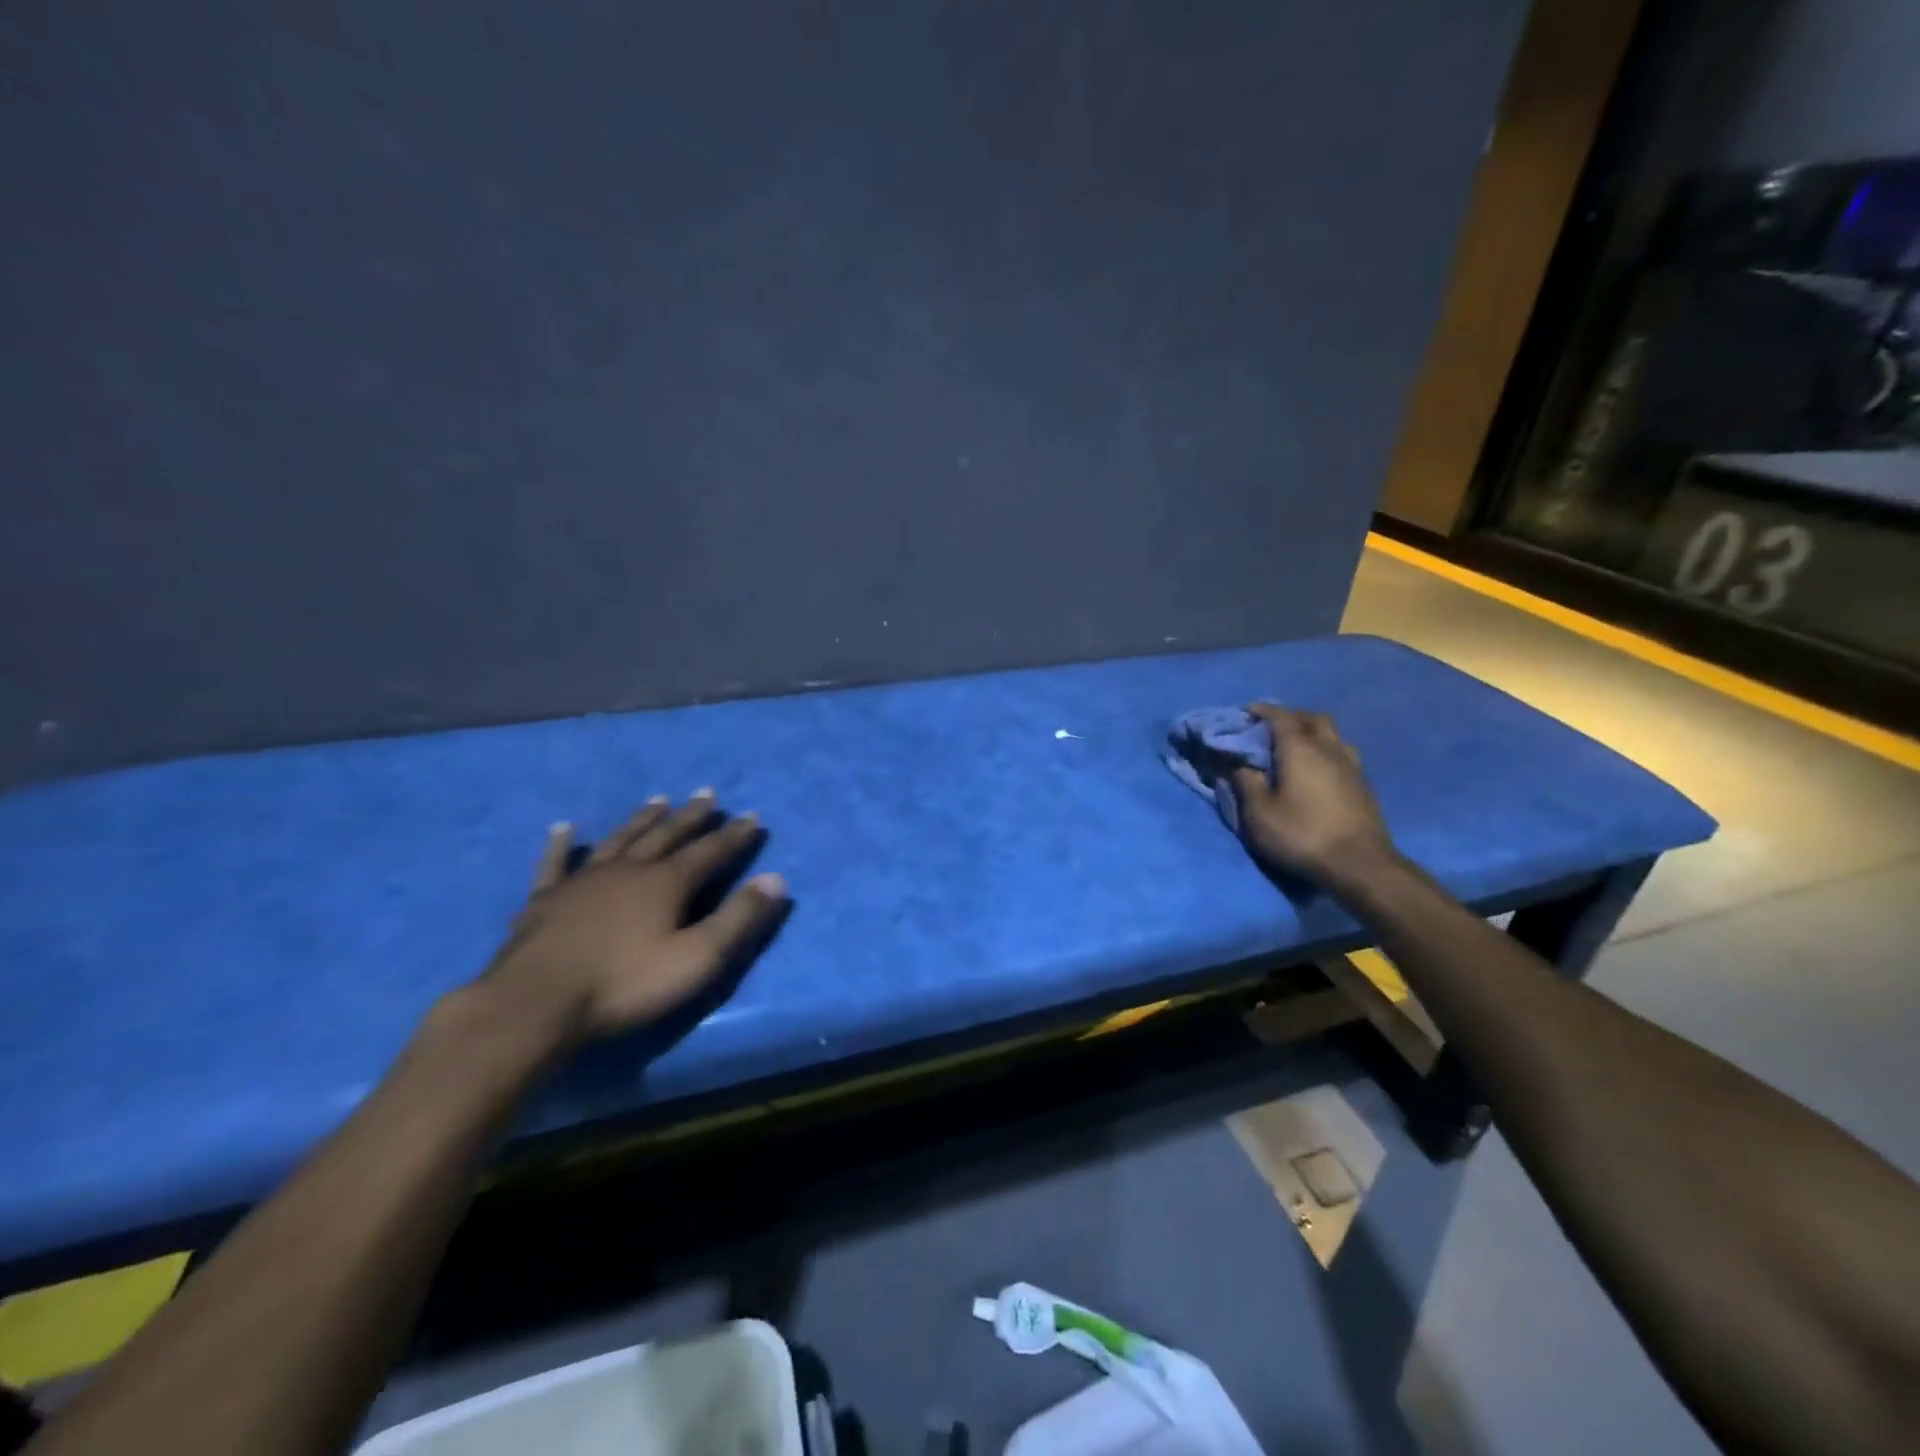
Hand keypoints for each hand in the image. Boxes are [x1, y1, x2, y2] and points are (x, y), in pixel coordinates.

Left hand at [476, 792, 789, 1046]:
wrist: (535, 1005)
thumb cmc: (624, 984)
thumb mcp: (697, 959)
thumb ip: (738, 919)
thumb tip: (776, 880)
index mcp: (666, 883)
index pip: (710, 851)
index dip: (734, 835)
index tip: (753, 816)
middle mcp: (629, 870)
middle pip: (666, 835)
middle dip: (691, 816)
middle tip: (708, 794)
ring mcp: (583, 881)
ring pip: (620, 840)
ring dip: (642, 819)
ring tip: (658, 800)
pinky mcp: (546, 900)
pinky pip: (556, 863)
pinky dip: (562, 845)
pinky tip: (563, 829)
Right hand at [1230, 704, 1397, 889]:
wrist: (1359, 864)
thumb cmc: (1301, 834)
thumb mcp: (1259, 813)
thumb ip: (1245, 783)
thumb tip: (1237, 764)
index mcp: (1300, 749)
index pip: (1280, 716)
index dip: (1263, 710)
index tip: (1247, 712)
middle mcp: (1328, 749)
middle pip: (1312, 718)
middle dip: (1291, 717)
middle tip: (1271, 729)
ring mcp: (1351, 766)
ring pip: (1333, 734)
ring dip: (1313, 732)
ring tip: (1297, 747)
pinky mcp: (1364, 784)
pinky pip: (1343, 753)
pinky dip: (1327, 751)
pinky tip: (1318, 770)